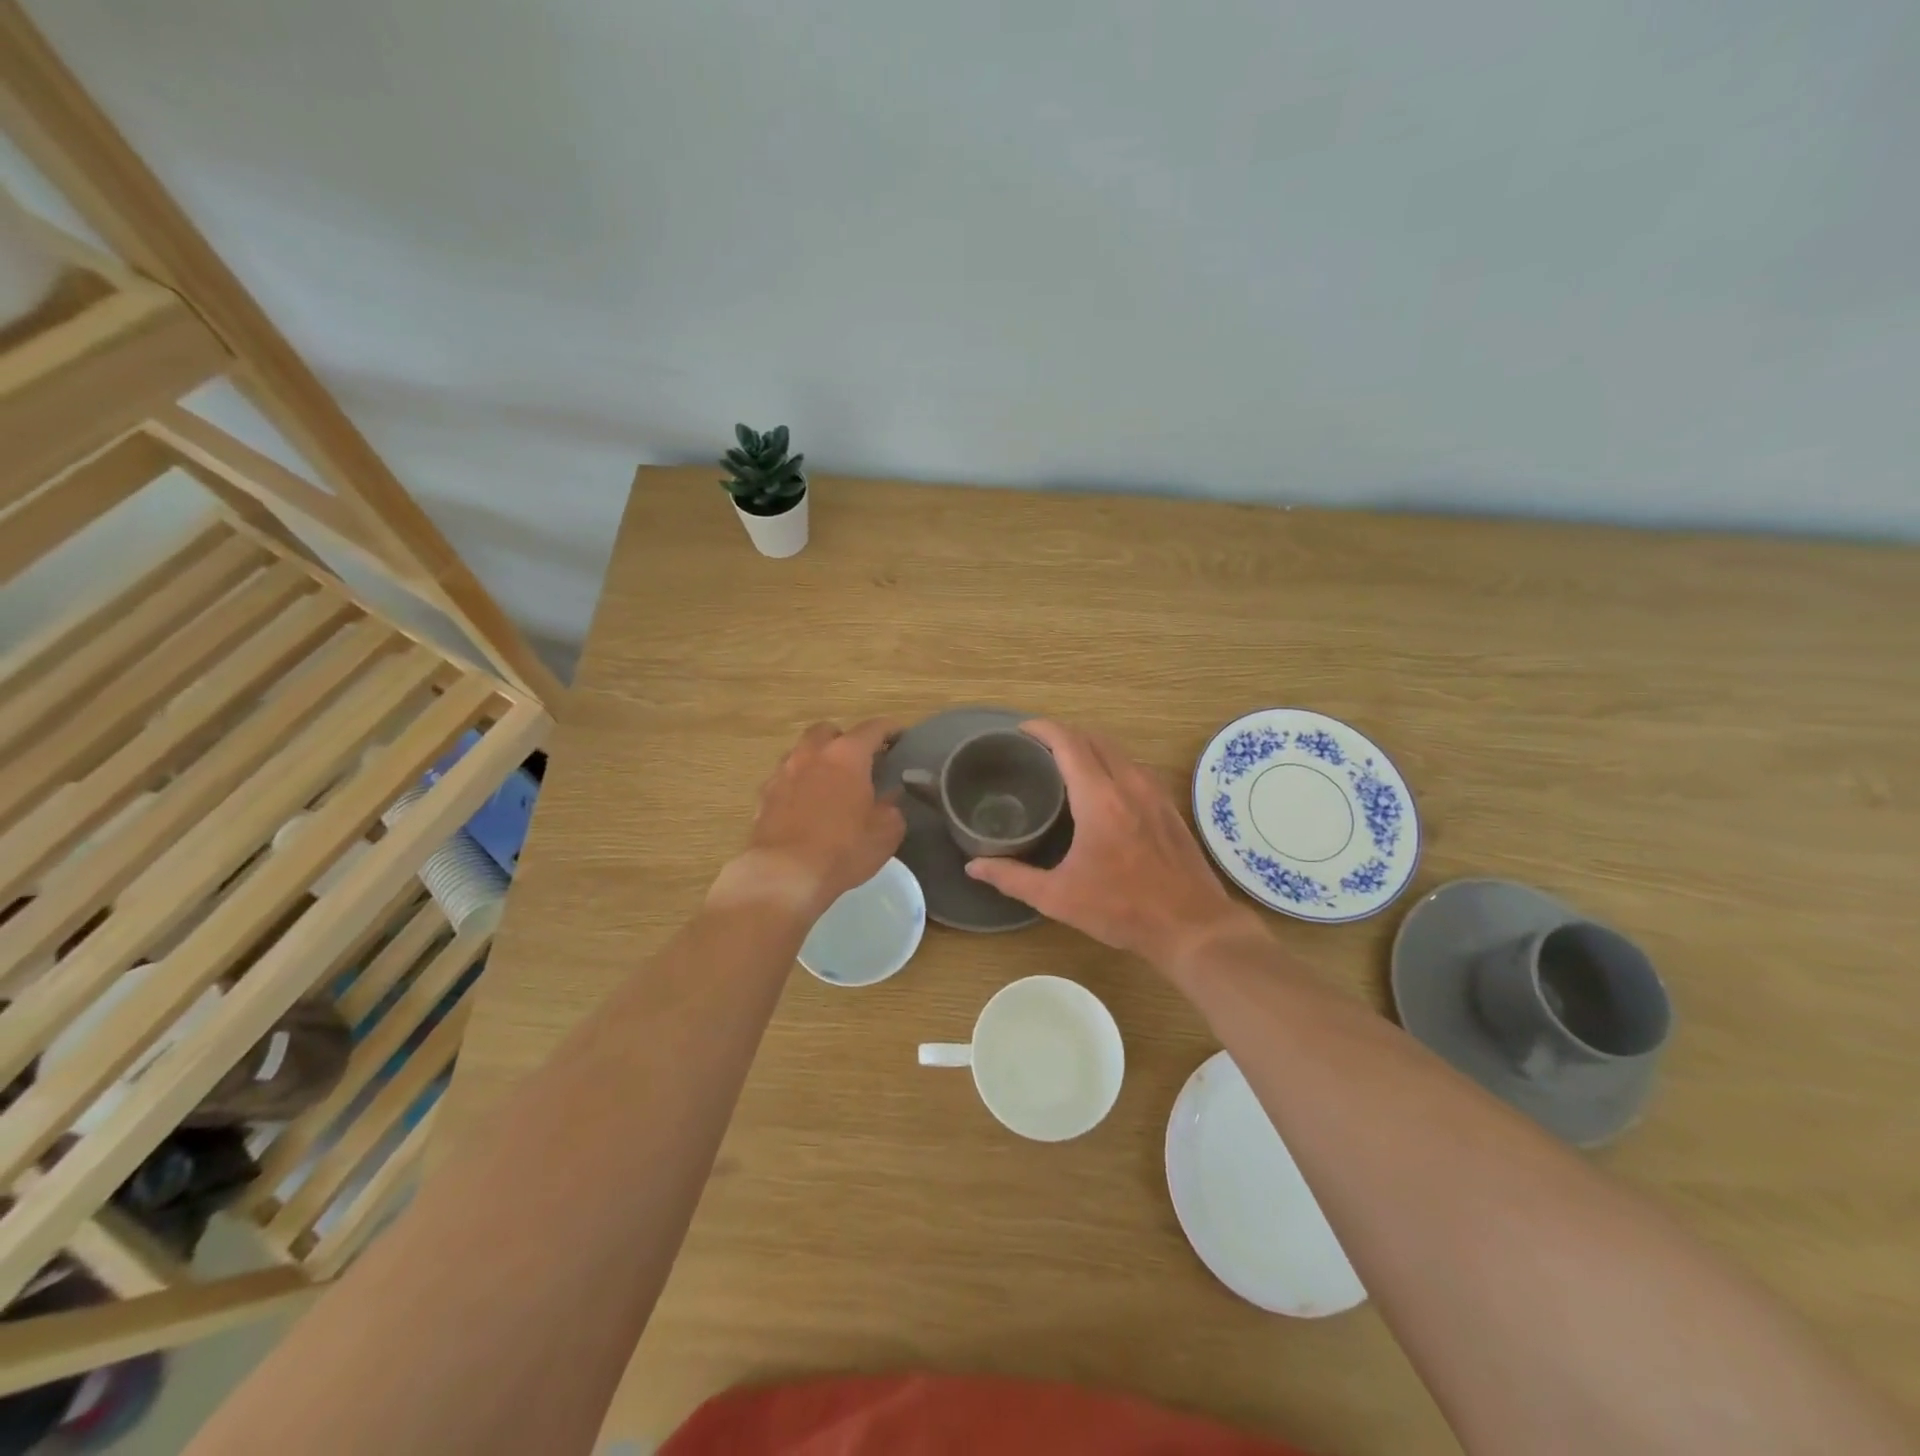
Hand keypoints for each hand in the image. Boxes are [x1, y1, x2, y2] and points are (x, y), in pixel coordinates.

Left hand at [713, 718, 906, 918]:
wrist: (784, 875)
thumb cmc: (842, 850)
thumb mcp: (885, 833)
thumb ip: (891, 808)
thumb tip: (889, 799)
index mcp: (847, 755)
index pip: (873, 728)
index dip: (890, 729)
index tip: (900, 736)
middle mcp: (812, 754)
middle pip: (828, 731)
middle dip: (844, 740)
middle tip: (858, 761)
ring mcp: (783, 772)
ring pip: (802, 752)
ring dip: (817, 760)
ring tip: (829, 782)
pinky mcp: (763, 795)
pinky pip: (785, 778)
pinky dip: (798, 783)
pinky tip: (805, 805)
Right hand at [964, 720, 1262, 968]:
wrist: (1192, 926)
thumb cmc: (1122, 909)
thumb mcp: (1059, 897)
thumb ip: (1012, 877)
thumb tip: (973, 866)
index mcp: (1099, 798)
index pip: (1069, 742)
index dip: (1042, 729)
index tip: (1020, 731)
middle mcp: (1129, 783)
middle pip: (1094, 738)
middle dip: (1063, 734)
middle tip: (1036, 749)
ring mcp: (1154, 792)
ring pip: (1118, 751)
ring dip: (1089, 747)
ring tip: (1064, 765)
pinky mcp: (1168, 806)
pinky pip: (1135, 768)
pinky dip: (1111, 764)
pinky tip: (1101, 789)